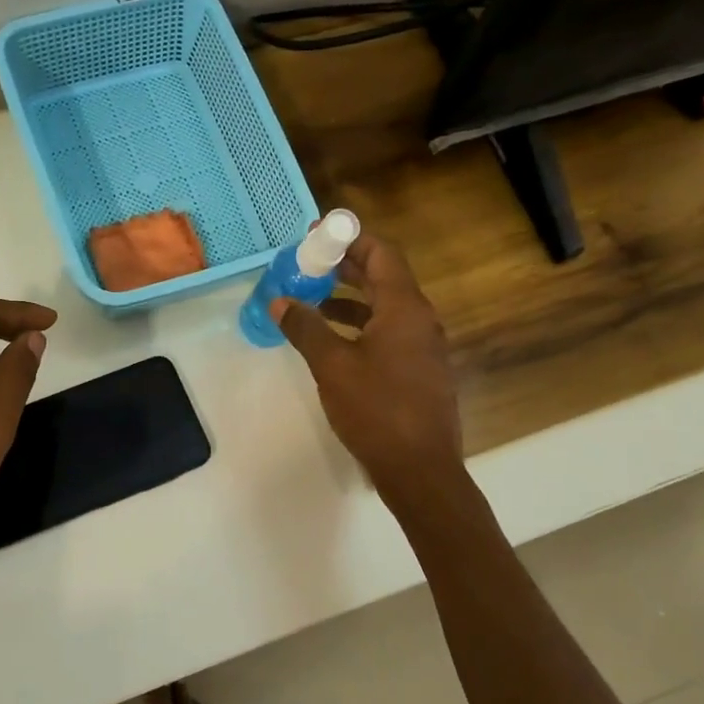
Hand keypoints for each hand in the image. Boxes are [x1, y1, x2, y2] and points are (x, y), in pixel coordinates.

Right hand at [271, 235, 465, 502]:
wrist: (419, 468)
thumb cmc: (376, 410)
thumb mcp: (332, 366)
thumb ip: (305, 329)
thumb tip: (280, 301)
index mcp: (404, 308)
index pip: (381, 253)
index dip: (349, 238)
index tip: (315, 235)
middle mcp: (420, 320)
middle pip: (383, 278)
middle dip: (344, 267)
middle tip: (306, 264)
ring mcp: (423, 347)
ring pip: (384, 308)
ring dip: (349, 299)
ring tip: (311, 300)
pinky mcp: (419, 371)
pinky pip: (389, 333)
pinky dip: (360, 326)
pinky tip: (333, 341)